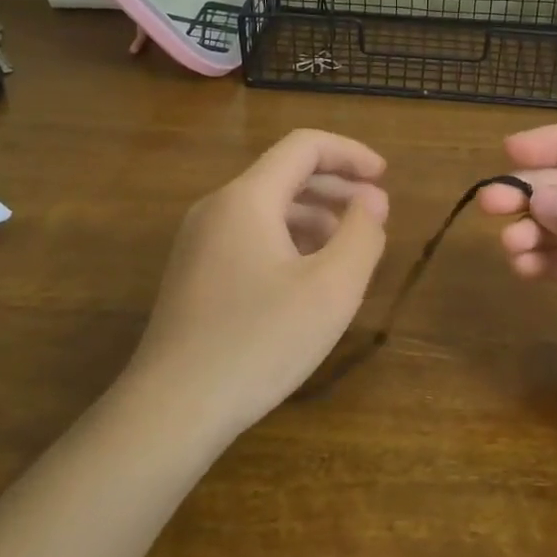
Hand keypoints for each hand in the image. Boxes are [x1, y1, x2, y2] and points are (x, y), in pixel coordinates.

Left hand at [131, 129, 388, 440]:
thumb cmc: (259, 342)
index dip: (350, 153)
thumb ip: (362, 236)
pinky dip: (289, 242)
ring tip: (350, 250)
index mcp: (247, 199)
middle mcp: (217, 209)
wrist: (172, 409)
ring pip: (267, 210)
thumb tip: (372, 201)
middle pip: (284, 175)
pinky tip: (309, 278)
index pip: (303, 147)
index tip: (385, 177)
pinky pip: (250, 238)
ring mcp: (199, 243)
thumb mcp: (331, 289)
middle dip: (337, 188)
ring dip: (315, 218)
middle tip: (376, 215)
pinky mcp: (194, 275)